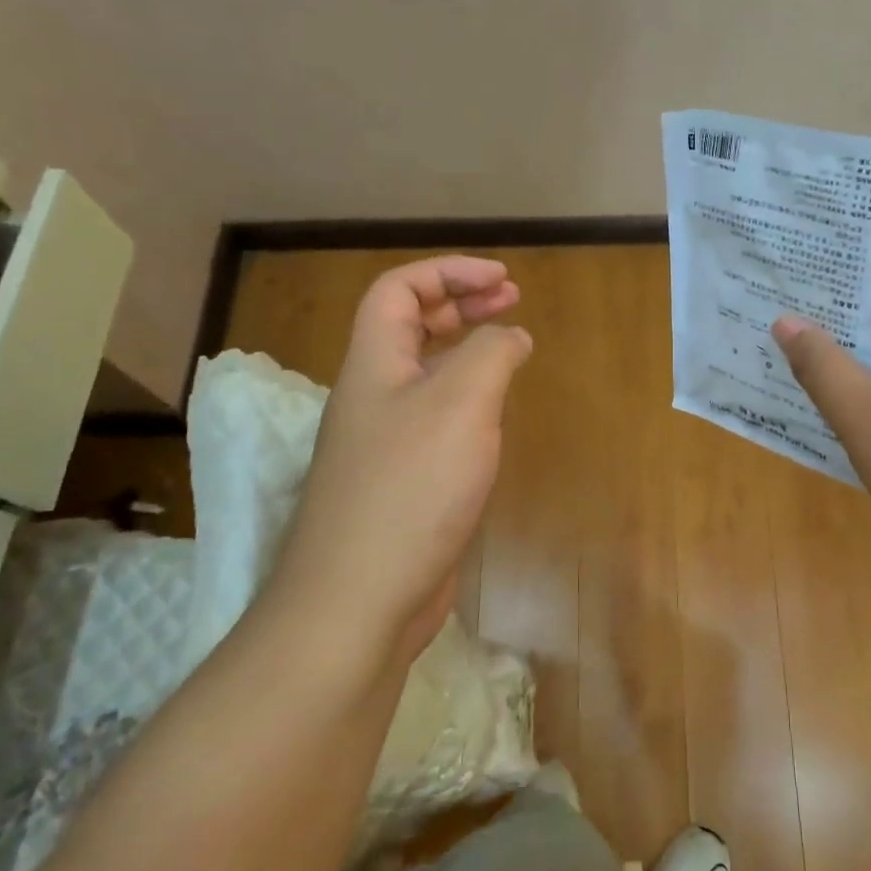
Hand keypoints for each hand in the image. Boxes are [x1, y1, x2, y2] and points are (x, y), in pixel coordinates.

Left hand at [267, 257, 531, 681]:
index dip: (448, 271)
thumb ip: (491, 354)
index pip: (398, 289)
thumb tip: (511, 335)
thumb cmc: (410, 488)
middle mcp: (373, 394)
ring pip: (424, 373)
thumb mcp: (461, 403)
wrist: (359, 599)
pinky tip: (494, 415)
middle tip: (511, 300)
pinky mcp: (402, 481)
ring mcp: (385, 440)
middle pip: (410, 325)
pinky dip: (467, 401)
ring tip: (510, 347)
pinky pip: (435, 419)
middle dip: (461, 302)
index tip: (503, 280)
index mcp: (375, 363)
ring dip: (466, 349)